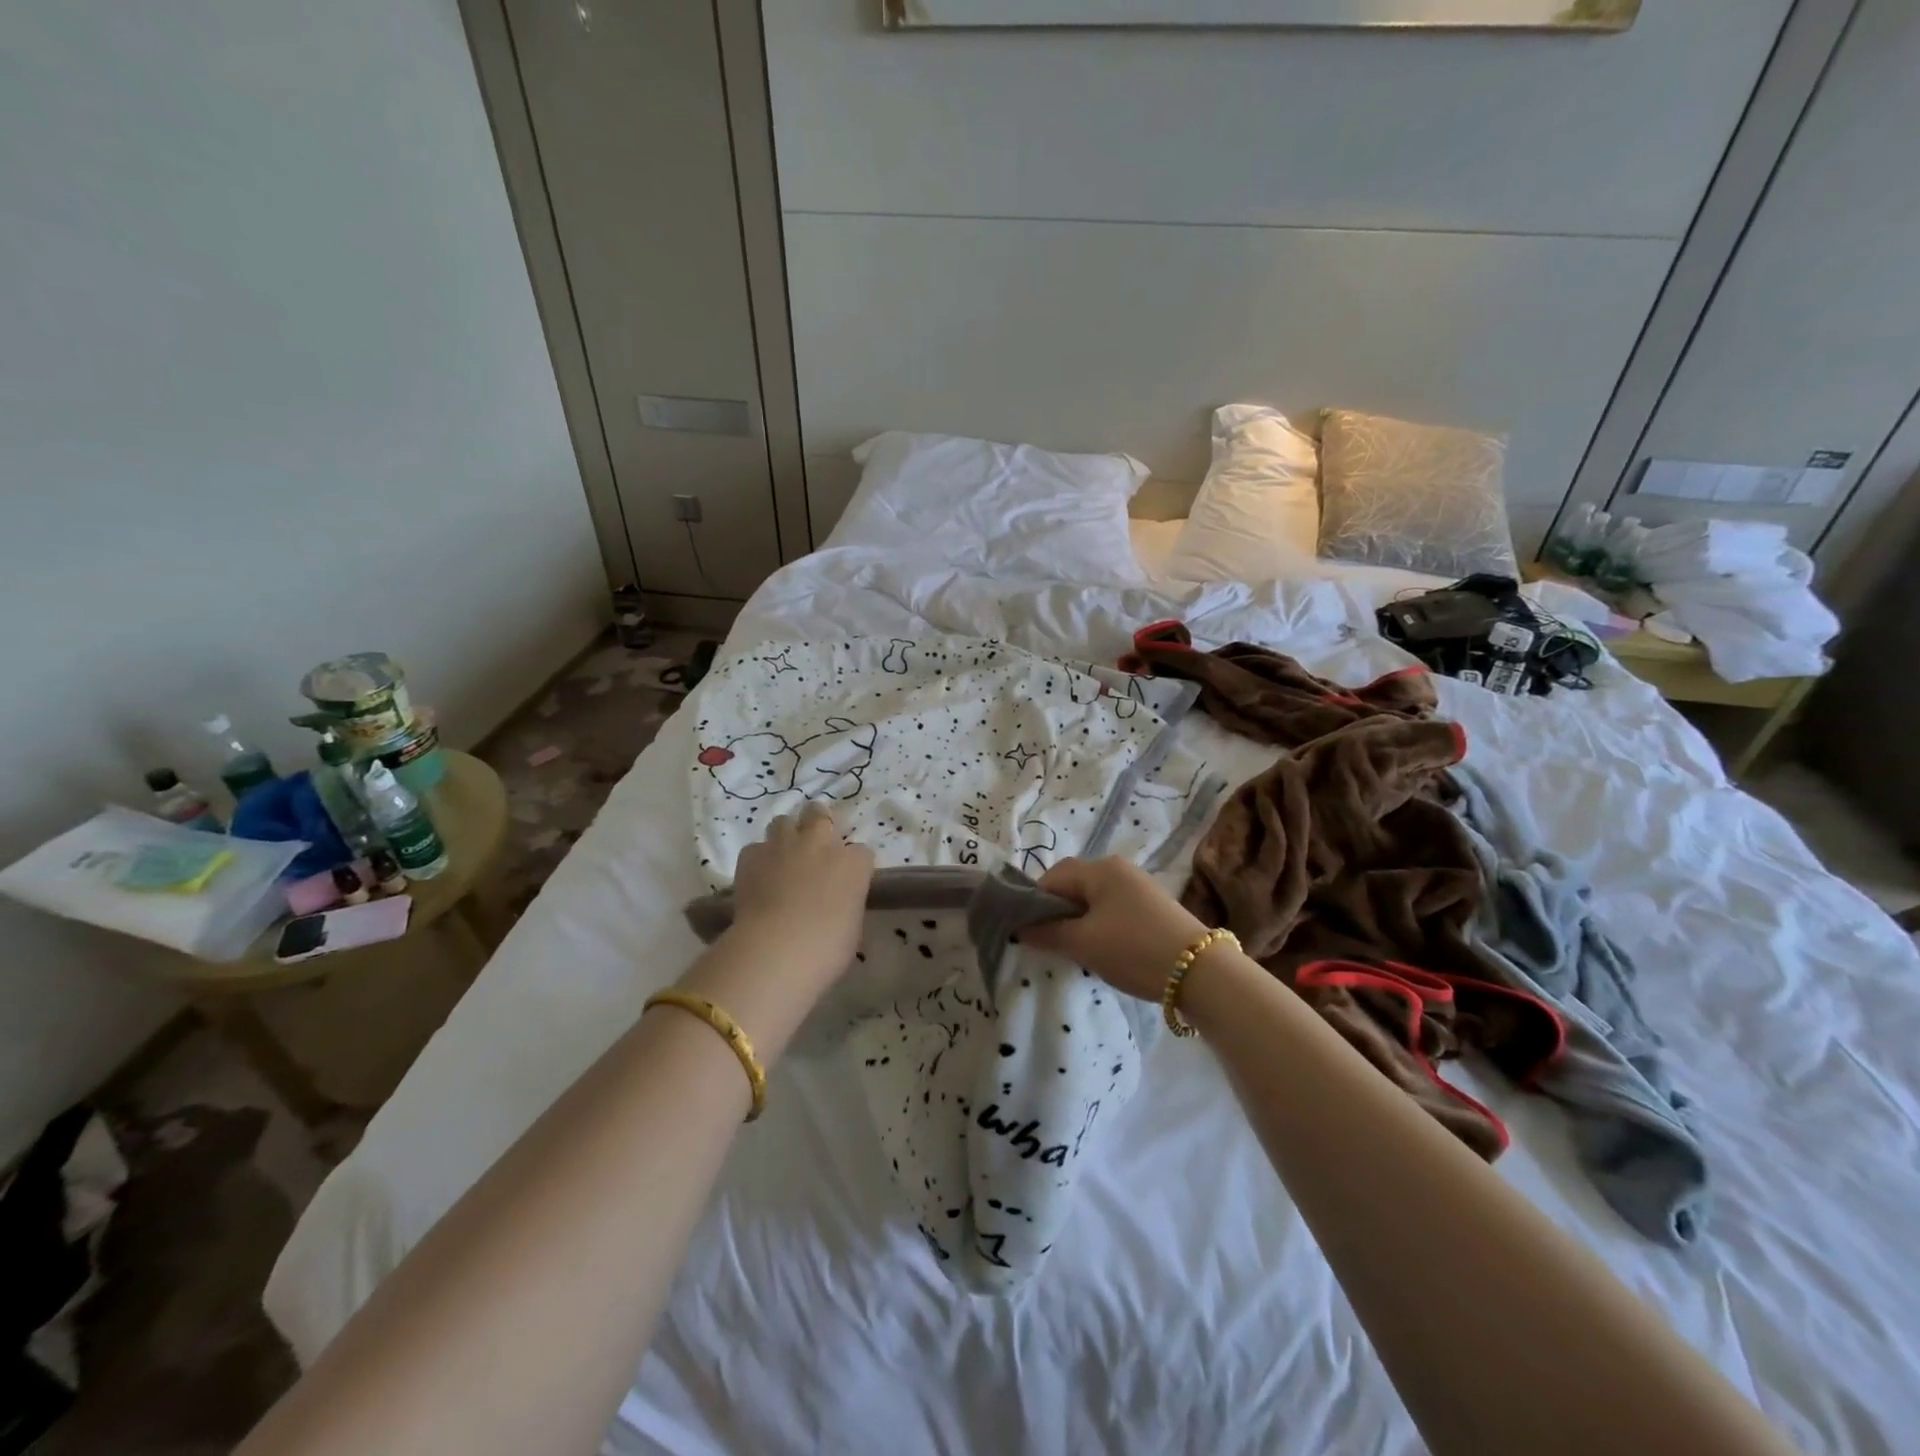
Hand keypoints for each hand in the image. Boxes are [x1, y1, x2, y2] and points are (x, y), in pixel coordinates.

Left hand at [725, 803, 874, 987]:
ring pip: (784, 822)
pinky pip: (756, 848)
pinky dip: (759, 859)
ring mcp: (784, 846)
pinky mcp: (752, 856)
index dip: (854, 866)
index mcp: (853, 864)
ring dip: (786, 835)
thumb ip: (846, 903)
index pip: (862, 852)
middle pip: (820, 814)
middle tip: (815, 846)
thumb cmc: (826, 949)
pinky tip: (759, 876)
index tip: (848, 881)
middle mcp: (820, 843)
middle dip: (818, 823)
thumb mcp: (852, 927)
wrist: (776, 950)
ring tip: (784, 856)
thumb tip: (837, 903)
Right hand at [1018, 857, 1210, 1001]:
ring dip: (1080, 920)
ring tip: (1077, 950)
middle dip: (1058, 912)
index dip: (1035, 903)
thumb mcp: (1083, 943)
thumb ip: (1048, 932)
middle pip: (1074, 885)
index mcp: (1100, 869)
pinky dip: (1101, 925)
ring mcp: (1139, 887)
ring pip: (1095, 899)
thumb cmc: (1134, 949)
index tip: (1030, 933)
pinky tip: (1105, 950)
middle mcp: (1119, 868)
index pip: (1053, 877)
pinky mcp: (1154, 907)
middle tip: (1052, 942)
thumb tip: (1020, 928)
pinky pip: (1114, 909)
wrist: (1201, 972)